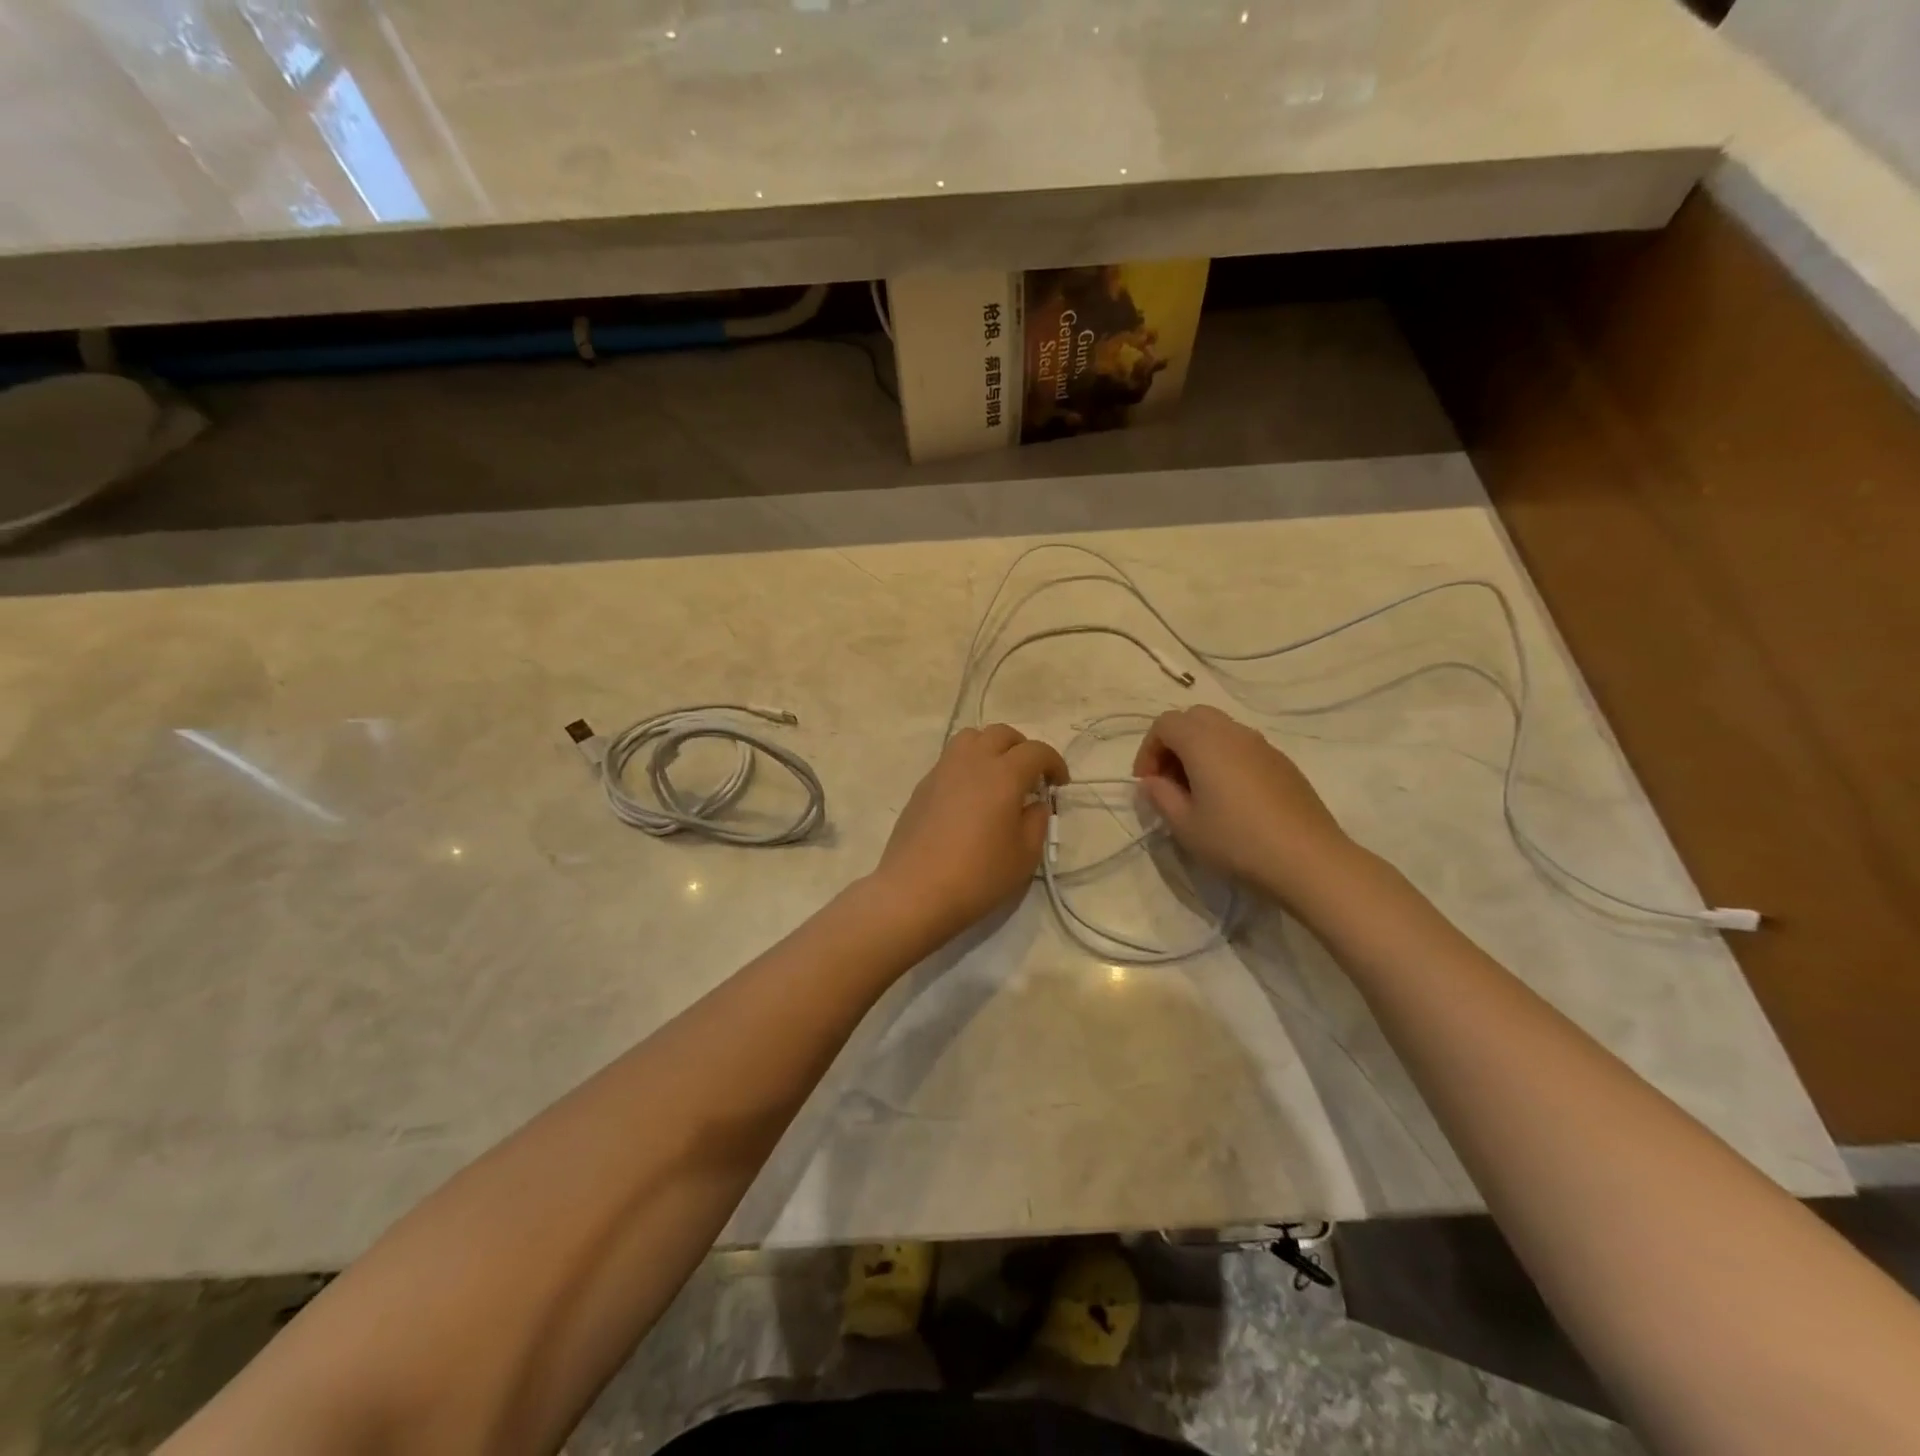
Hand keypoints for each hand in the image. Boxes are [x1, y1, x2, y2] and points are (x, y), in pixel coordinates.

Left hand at [876, 725, 1068, 943]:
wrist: (915, 891)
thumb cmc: (978, 876)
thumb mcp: (1024, 855)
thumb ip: (1037, 821)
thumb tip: (1034, 803)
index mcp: (1003, 774)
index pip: (1036, 751)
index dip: (1054, 763)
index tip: (1059, 784)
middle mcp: (972, 761)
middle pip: (1002, 734)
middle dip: (1022, 749)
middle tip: (1030, 776)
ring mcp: (942, 770)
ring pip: (971, 738)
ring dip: (991, 748)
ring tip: (998, 776)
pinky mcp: (923, 785)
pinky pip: (951, 759)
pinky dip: (968, 765)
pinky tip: (970, 796)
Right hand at [1132, 705, 1357, 909]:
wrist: (1308, 859)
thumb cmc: (1237, 841)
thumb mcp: (1185, 825)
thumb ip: (1161, 796)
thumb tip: (1152, 782)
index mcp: (1203, 742)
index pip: (1164, 724)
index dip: (1148, 750)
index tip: (1147, 783)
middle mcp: (1233, 733)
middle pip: (1193, 718)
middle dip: (1174, 743)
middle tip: (1170, 780)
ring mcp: (1263, 745)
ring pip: (1221, 730)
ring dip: (1200, 750)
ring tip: (1198, 790)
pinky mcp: (1283, 763)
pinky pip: (1244, 747)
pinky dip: (1226, 759)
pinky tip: (1231, 798)